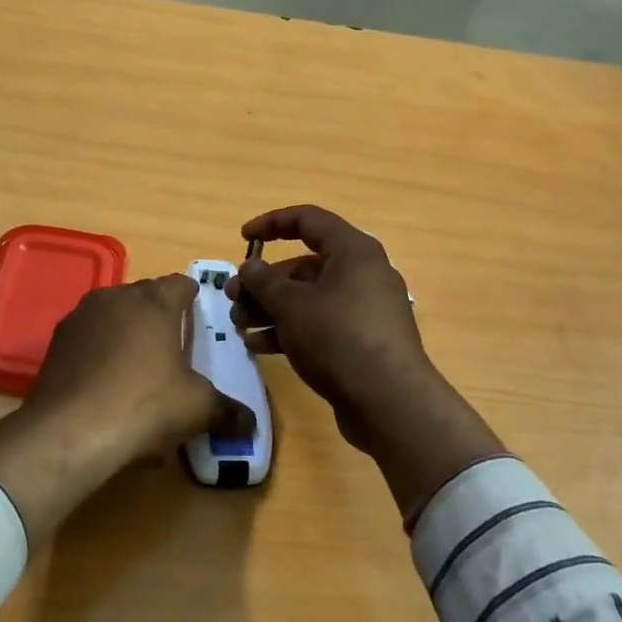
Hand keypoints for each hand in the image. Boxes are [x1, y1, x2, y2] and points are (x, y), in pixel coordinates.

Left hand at [0, 276, 252, 537]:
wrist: (69, 431)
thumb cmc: (144, 405)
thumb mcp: (197, 410)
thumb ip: (227, 412)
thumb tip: (250, 424)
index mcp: (154, 301)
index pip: (181, 283)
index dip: (193, 299)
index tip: (198, 318)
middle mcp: (116, 297)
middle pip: (146, 296)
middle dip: (160, 316)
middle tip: (172, 349)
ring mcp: (81, 316)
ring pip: (113, 314)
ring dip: (126, 332)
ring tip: (137, 369)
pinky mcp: (56, 341)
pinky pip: (88, 337)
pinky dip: (99, 352)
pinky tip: (104, 385)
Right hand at [228, 205, 435, 446]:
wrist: (389, 402)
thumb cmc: (338, 337)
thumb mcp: (291, 305)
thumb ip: (264, 281)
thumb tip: (250, 266)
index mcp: (353, 251)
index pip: (308, 220)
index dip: (272, 223)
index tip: (243, 238)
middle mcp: (363, 274)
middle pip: (305, 265)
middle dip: (264, 281)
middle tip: (233, 297)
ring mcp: (364, 310)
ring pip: (309, 298)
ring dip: (271, 308)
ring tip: (239, 324)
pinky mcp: (362, 341)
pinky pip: (320, 324)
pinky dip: (290, 330)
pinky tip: (259, 345)